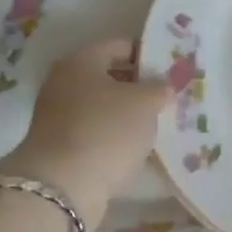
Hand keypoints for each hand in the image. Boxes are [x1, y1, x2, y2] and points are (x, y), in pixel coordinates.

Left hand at [0, 38, 172, 223]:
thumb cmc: (106, 130)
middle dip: (139, 85)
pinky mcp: (61, 146)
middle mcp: (64, 83)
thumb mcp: (145, 103)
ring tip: (158, 124)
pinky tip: (136, 146)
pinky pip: (96, 131)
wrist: (62, 186)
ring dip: (127, 113)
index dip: (148, 54)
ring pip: (103, 106)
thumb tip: (163, 86)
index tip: (172, 68)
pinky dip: (115, 135)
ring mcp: (59, 116)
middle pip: (109, 76)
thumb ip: (159, 88)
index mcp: (81, 61)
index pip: (120, 45)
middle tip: (168, 97)